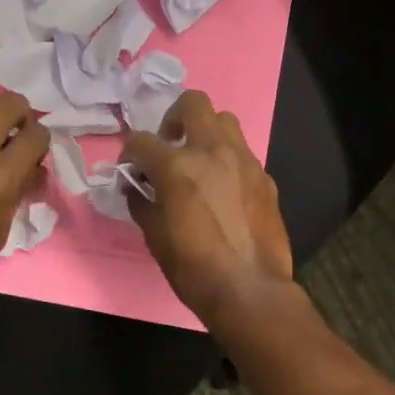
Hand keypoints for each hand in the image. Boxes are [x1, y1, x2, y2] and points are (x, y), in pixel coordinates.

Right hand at [121, 90, 294, 324]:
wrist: (250, 290)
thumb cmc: (193, 268)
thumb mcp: (153, 236)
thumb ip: (142, 200)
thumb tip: (137, 186)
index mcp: (177, 166)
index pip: (142, 141)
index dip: (129, 153)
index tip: (130, 169)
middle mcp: (212, 152)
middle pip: (193, 103)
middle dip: (174, 117)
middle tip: (169, 145)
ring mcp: (244, 161)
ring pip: (224, 121)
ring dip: (206, 132)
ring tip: (198, 160)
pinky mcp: (265, 177)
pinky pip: (242, 153)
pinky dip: (227, 160)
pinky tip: (223, 189)